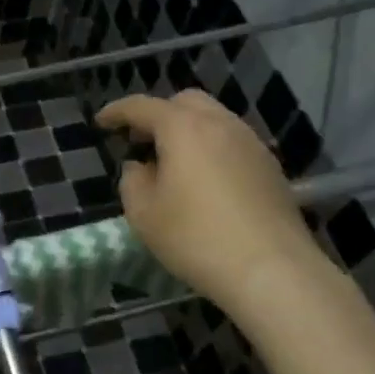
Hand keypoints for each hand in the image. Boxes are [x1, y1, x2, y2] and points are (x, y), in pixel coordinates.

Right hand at [97, 90, 326, 315]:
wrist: (273, 271)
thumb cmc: (197, 238)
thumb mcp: (143, 214)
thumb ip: (132, 181)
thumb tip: (140, 167)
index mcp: (183, 128)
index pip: (142, 107)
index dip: (117, 111)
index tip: (101, 122)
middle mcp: (220, 124)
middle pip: (184, 102)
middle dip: (158, 114)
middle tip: (140, 141)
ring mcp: (251, 144)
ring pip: (214, 119)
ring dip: (187, 130)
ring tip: (173, 162)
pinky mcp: (271, 168)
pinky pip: (233, 142)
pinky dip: (211, 147)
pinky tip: (204, 180)